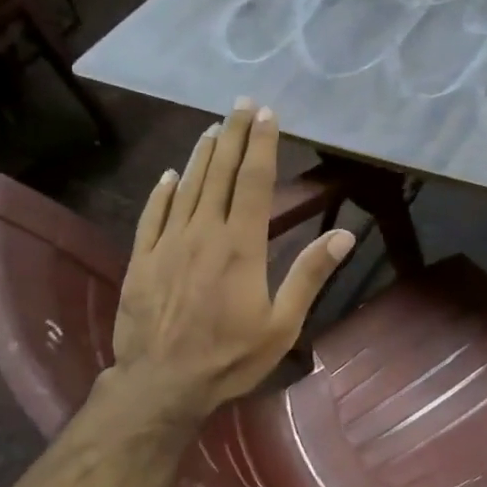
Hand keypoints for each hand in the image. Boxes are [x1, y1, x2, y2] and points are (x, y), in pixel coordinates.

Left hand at [107, 99, 353, 428]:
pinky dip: (163, 191)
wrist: (161, 383)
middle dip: (233, 136)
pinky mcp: (141, 259)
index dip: (262, 145)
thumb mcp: (282, 324)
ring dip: (202, 155)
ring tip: (214, 128)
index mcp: (241, 246)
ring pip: (187, 187)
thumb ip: (309, 275)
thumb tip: (345, 235)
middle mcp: (203, 232)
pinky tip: (170, 175)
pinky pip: (153, 214)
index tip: (268, 114)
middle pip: (220, 173)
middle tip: (241, 104)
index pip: (254, 182)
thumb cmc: (230, 357)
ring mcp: (168, 243)